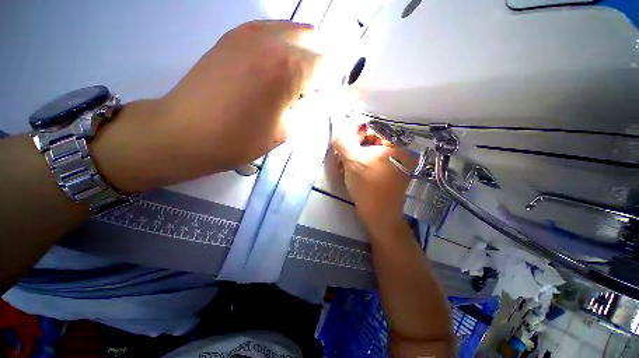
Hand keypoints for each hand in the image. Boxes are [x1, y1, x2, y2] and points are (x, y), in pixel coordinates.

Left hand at [93, 20, 320, 192]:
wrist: (186, 131)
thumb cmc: (241, 138)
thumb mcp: (285, 130)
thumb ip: (305, 108)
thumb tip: (314, 96)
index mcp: (289, 68)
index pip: (323, 65)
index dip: (325, 83)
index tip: (317, 99)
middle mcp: (272, 41)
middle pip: (310, 38)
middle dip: (314, 62)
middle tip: (306, 88)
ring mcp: (249, 33)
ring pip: (289, 30)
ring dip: (297, 52)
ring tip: (288, 80)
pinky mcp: (231, 36)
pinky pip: (267, 31)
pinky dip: (277, 46)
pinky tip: (269, 69)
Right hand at [332, 121, 414, 232]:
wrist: (378, 216)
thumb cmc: (368, 187)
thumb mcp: (353, 161)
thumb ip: (344, 140)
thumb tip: (338, 124)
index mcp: (397, 146)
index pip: (374, 128)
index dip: (356, 131)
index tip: (343, 142)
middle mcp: (399, 152)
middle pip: (371, 140)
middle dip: (353, 146)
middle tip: (341, 155)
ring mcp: (394, 163)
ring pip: (369, 151)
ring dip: (354, 155)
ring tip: (342, 165)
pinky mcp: (387, 173)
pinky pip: (371, 161)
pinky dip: (359, 163)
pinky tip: (349, 170)